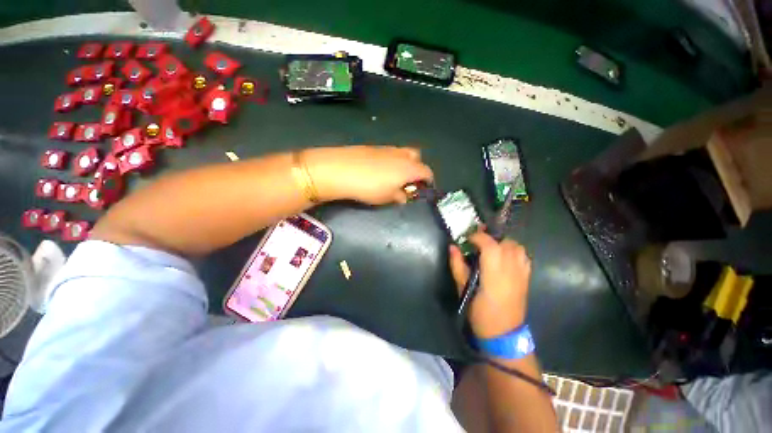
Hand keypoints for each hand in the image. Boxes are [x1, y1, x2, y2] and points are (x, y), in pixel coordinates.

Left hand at [303, 146, 432, 204]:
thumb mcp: (388, 198)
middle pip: (417, 157)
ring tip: (394, 176)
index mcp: (410, 168)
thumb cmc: (370, 187)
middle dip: (417, 168)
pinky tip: (379, 170)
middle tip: (409, 181)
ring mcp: (387, 148)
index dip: (428, 181)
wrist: (341, 169)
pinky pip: (389, 152)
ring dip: (404, 163)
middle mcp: (402, 155)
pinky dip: (391, 160)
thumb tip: (404, 196)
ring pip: (403, 153)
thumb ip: (400, 196)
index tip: (424, 189)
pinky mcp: (374, 147)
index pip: (427, 172)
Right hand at [449, 231, 531, 337]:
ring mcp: (521, 273)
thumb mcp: (463, 289)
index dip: (477, 237)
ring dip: (502, 243)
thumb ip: (457, 266)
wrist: (503, 334)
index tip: (467, 239)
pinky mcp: (527, 278)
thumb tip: (452, 247)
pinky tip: (504, 257)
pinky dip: (513, 251)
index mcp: (494, 274)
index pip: (490, 245)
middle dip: (489, 238)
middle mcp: (511, 270)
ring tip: (491, 249)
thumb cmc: (479, 313)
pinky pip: (524, 256)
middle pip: (505, 242)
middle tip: (476, 243)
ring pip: (517, 246)